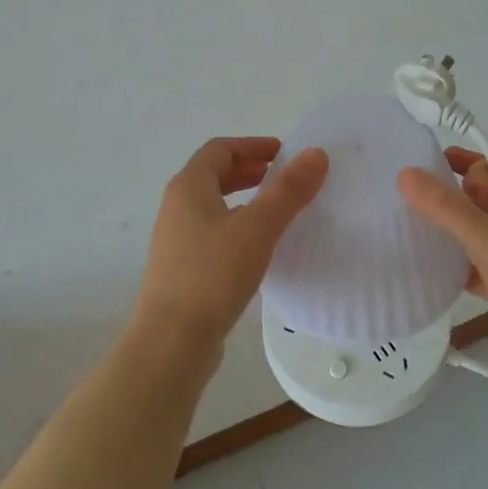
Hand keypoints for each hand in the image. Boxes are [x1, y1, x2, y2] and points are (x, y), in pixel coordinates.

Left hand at [134, 137, 329, 354]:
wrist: (171, 343)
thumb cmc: (212, 275)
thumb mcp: (258, 228)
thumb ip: (288, 190)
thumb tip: (316, 153)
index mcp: (188, 187)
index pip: (220, 150)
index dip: (252, 145)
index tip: (284, 152)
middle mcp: (176, 207)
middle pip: (213, 175)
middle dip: (248, 170)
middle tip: (282, 177)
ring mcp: (176, 240)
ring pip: (212, 206)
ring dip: (243, 199)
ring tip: (275, 210)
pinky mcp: (181, 270)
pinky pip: (212, 233)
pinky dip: (236, 226)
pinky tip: (258, 248)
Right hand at [397, 148, 487, 344]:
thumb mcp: (486, 240)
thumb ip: (445, 207)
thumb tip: (407, 173)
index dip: (471, 168)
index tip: (441, 183)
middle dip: (465, 199)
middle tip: (440, 211)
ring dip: (466, 231)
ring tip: (433, 238)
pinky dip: (473, 263)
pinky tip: (447, 274)